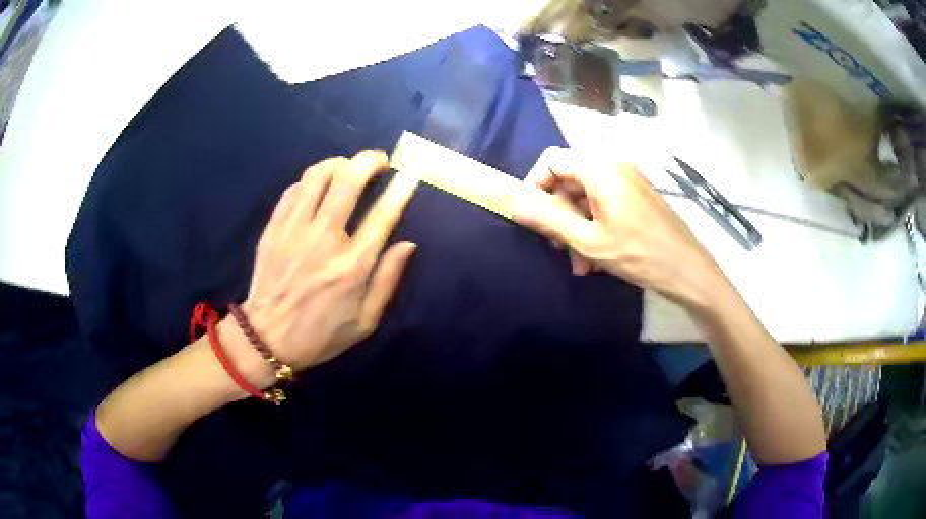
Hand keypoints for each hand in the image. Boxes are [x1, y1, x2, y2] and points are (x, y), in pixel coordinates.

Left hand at [240, 150, 418, 370]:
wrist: (266, 339)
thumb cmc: (321, 334)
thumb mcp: (365, 322)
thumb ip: (387, 281)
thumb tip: (408, 244)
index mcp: (352, 267)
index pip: (382, 215)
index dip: (400, 189)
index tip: (410, 172)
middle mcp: (324, 240)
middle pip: (347, 181)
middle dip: (368, 161)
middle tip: (379, 161)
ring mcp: (294, 230)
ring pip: (317, 176)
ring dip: (339, 163)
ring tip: (349, 168)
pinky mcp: (273, 228)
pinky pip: (294, 189)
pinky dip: (312, 181)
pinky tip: (319, 187)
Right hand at [513, 147, 721, 307]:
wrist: (687, 269)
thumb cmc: (638, 254)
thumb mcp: (587, 240)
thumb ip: (548, 219)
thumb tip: (514, 203)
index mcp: (600, 168)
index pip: (551, 160)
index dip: (535, 186)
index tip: (533, 218)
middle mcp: (613, 164)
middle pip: (568, 178)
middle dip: (558, 213)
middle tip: (557, 247)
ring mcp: (627, 179)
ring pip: (585, 194)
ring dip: (576, 226)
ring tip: (580, 262)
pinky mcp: (636, 194)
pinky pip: (603, 202)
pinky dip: (594, 225)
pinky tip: (596, 256)